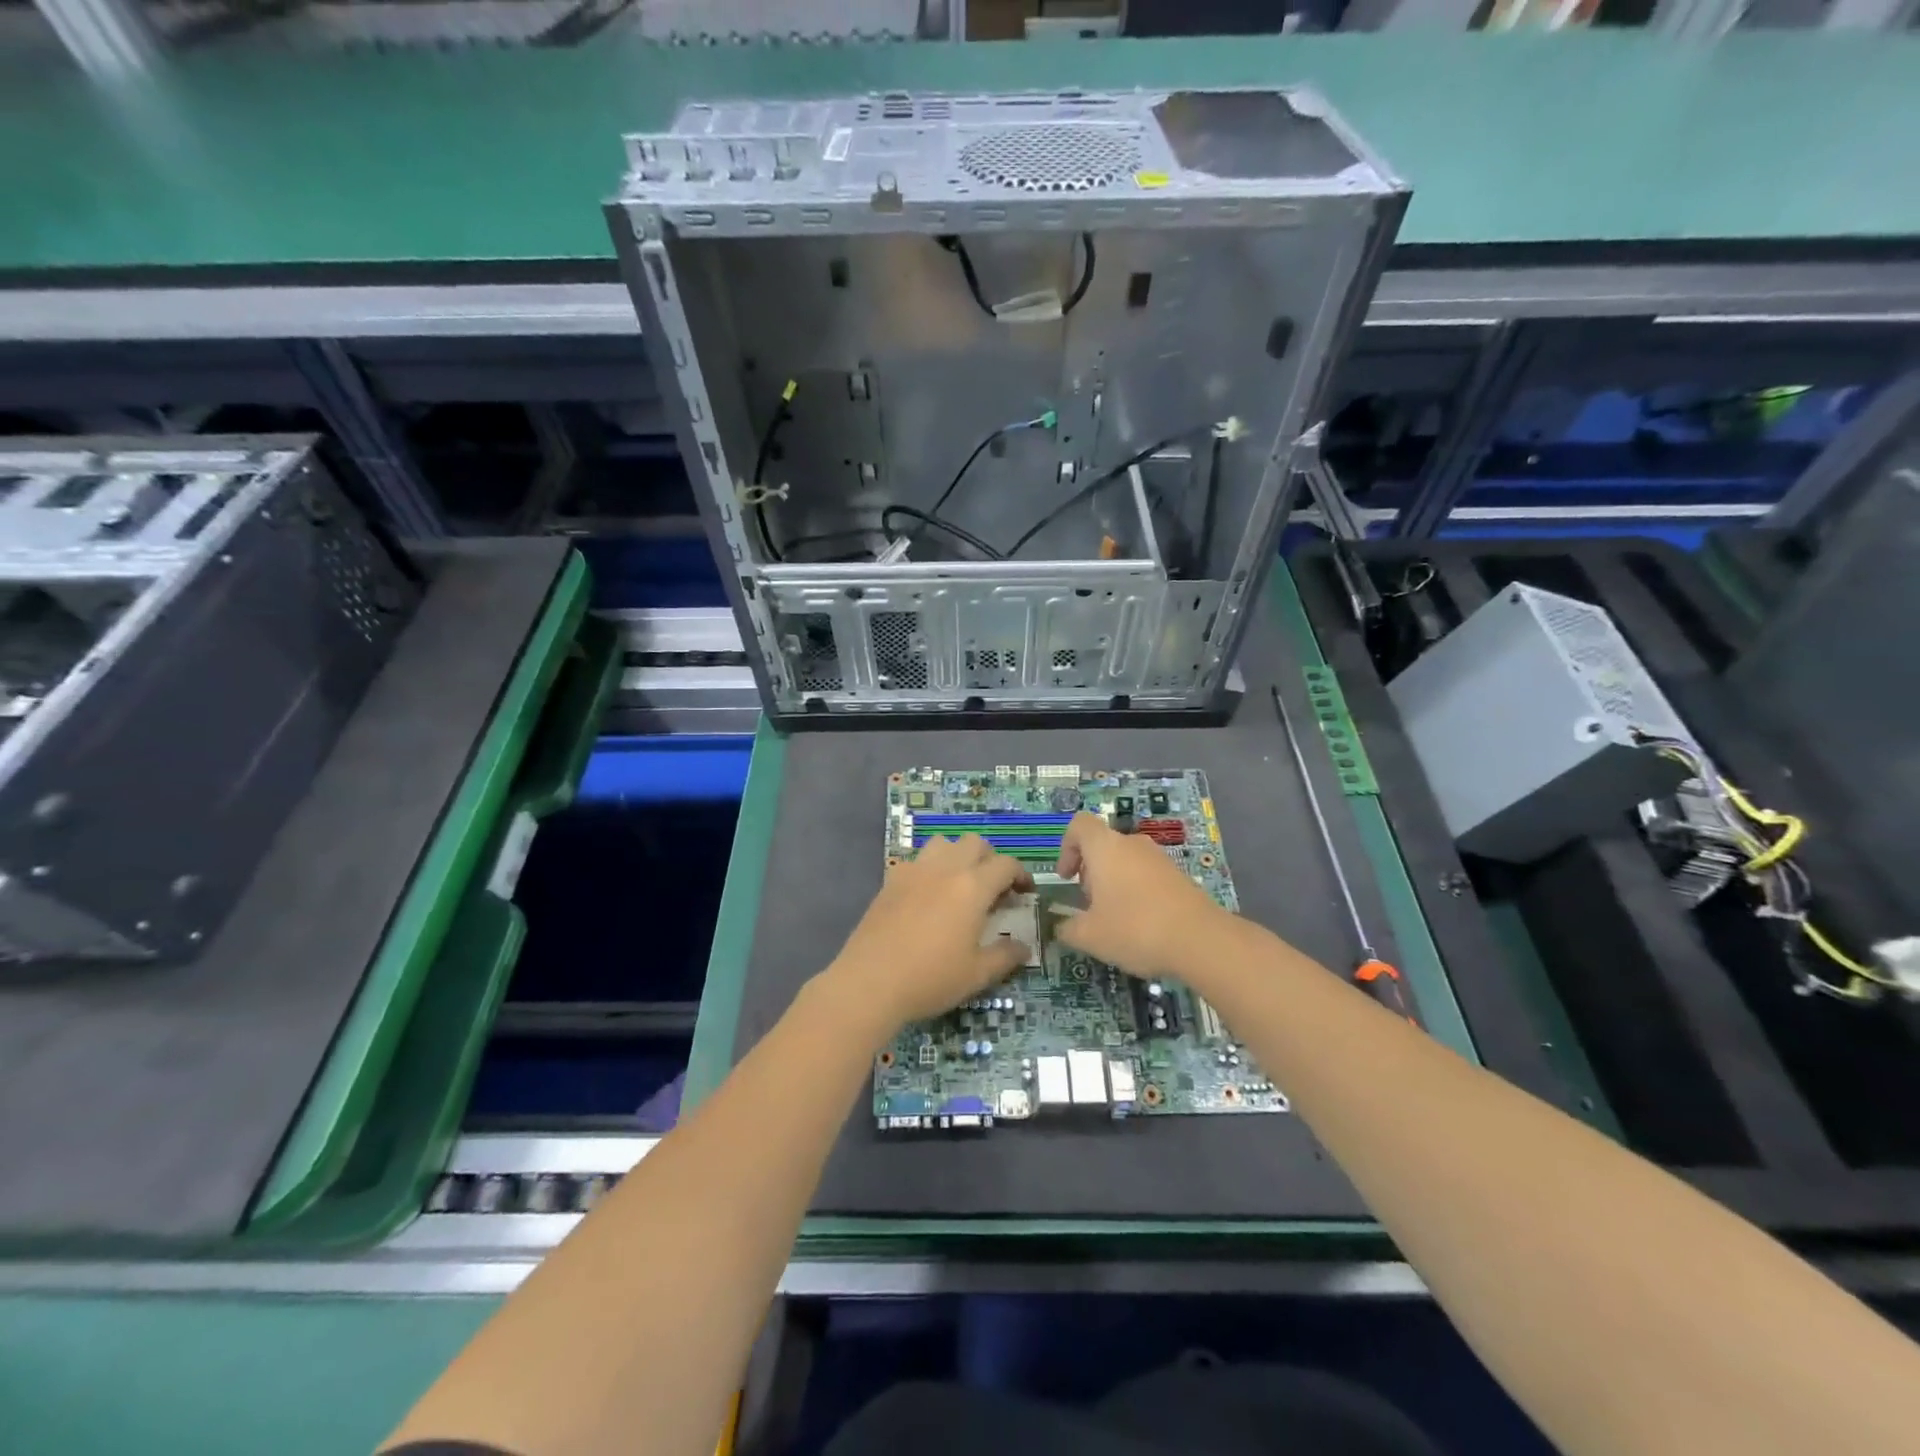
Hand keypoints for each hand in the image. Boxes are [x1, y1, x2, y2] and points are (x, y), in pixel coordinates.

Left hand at [823, 836, 1032, 1033]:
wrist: (870, 982)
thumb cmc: (930, 979)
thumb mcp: (977, 974)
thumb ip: (1005, 956)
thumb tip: (1024, 946)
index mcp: (972, 887)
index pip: (1006, 864)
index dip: (1021, 875)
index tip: (1025, 893)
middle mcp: (945, 869)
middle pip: (975, 843)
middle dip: (990, 859)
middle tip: (993, 888)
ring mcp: (914, 871)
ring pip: (943, 843)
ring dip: (957, 855)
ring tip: (959, 884)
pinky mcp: (891, 880)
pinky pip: (917, 861)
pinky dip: (929, 869)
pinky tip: (927, 896)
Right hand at [1054, 811, 1227, 977]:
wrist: (1201, 941)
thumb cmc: (1135, 929)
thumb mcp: (1089, 936)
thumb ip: (1068, 928)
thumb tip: (1062, 927)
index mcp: (1105, 848)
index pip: (1079, 825)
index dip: (1067, 847)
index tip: (1067, 877)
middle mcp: (1133, 844)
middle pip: (1103, 845)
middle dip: (1090, 871)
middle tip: (1089, 905)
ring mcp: (1160, 858)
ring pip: (1126, 860)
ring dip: (1113, 883)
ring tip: (1115, 918)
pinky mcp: (1179, 876)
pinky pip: (1147, 875)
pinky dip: (1137, 892)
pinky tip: (1141, 925)